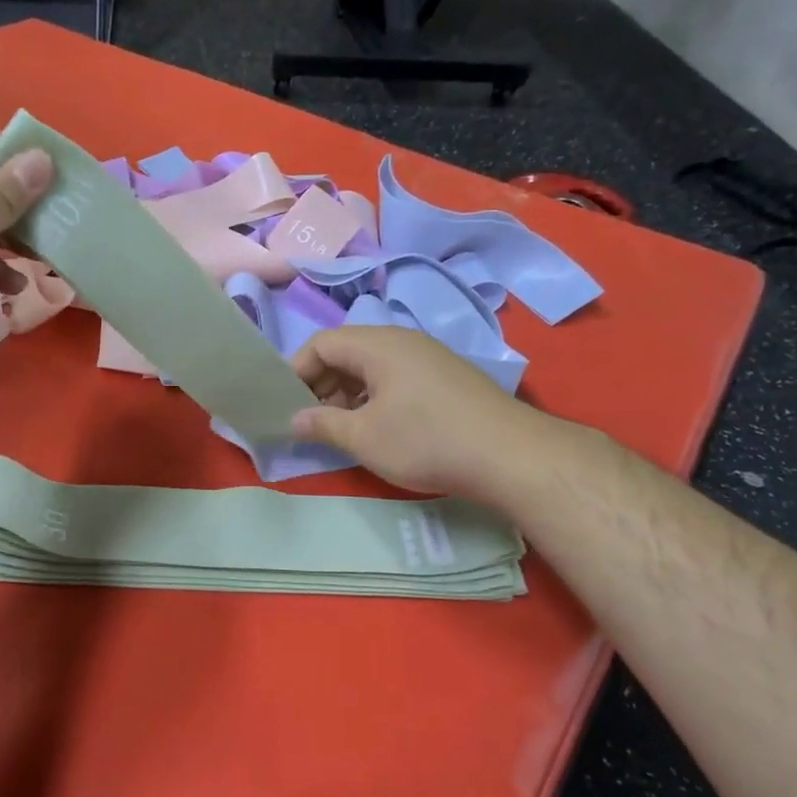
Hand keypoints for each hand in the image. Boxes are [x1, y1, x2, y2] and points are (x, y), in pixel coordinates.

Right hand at [290, 327, 547, 498]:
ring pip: (372, 367)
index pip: (321, 343)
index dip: (296, 371)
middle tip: (312, 421)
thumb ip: (322, 425)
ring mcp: (429, 358)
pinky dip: (375, 397)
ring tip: (342, 429)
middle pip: (346, 352)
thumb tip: (294, 419)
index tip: (287, 405)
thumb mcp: (363, 437)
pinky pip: (396, 377)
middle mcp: (403, 341)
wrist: (509, 455)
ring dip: (348, 394)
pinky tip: (379, 429)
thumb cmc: (425, 440)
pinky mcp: (446, 378)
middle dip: (321, 384)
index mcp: (378, 345)